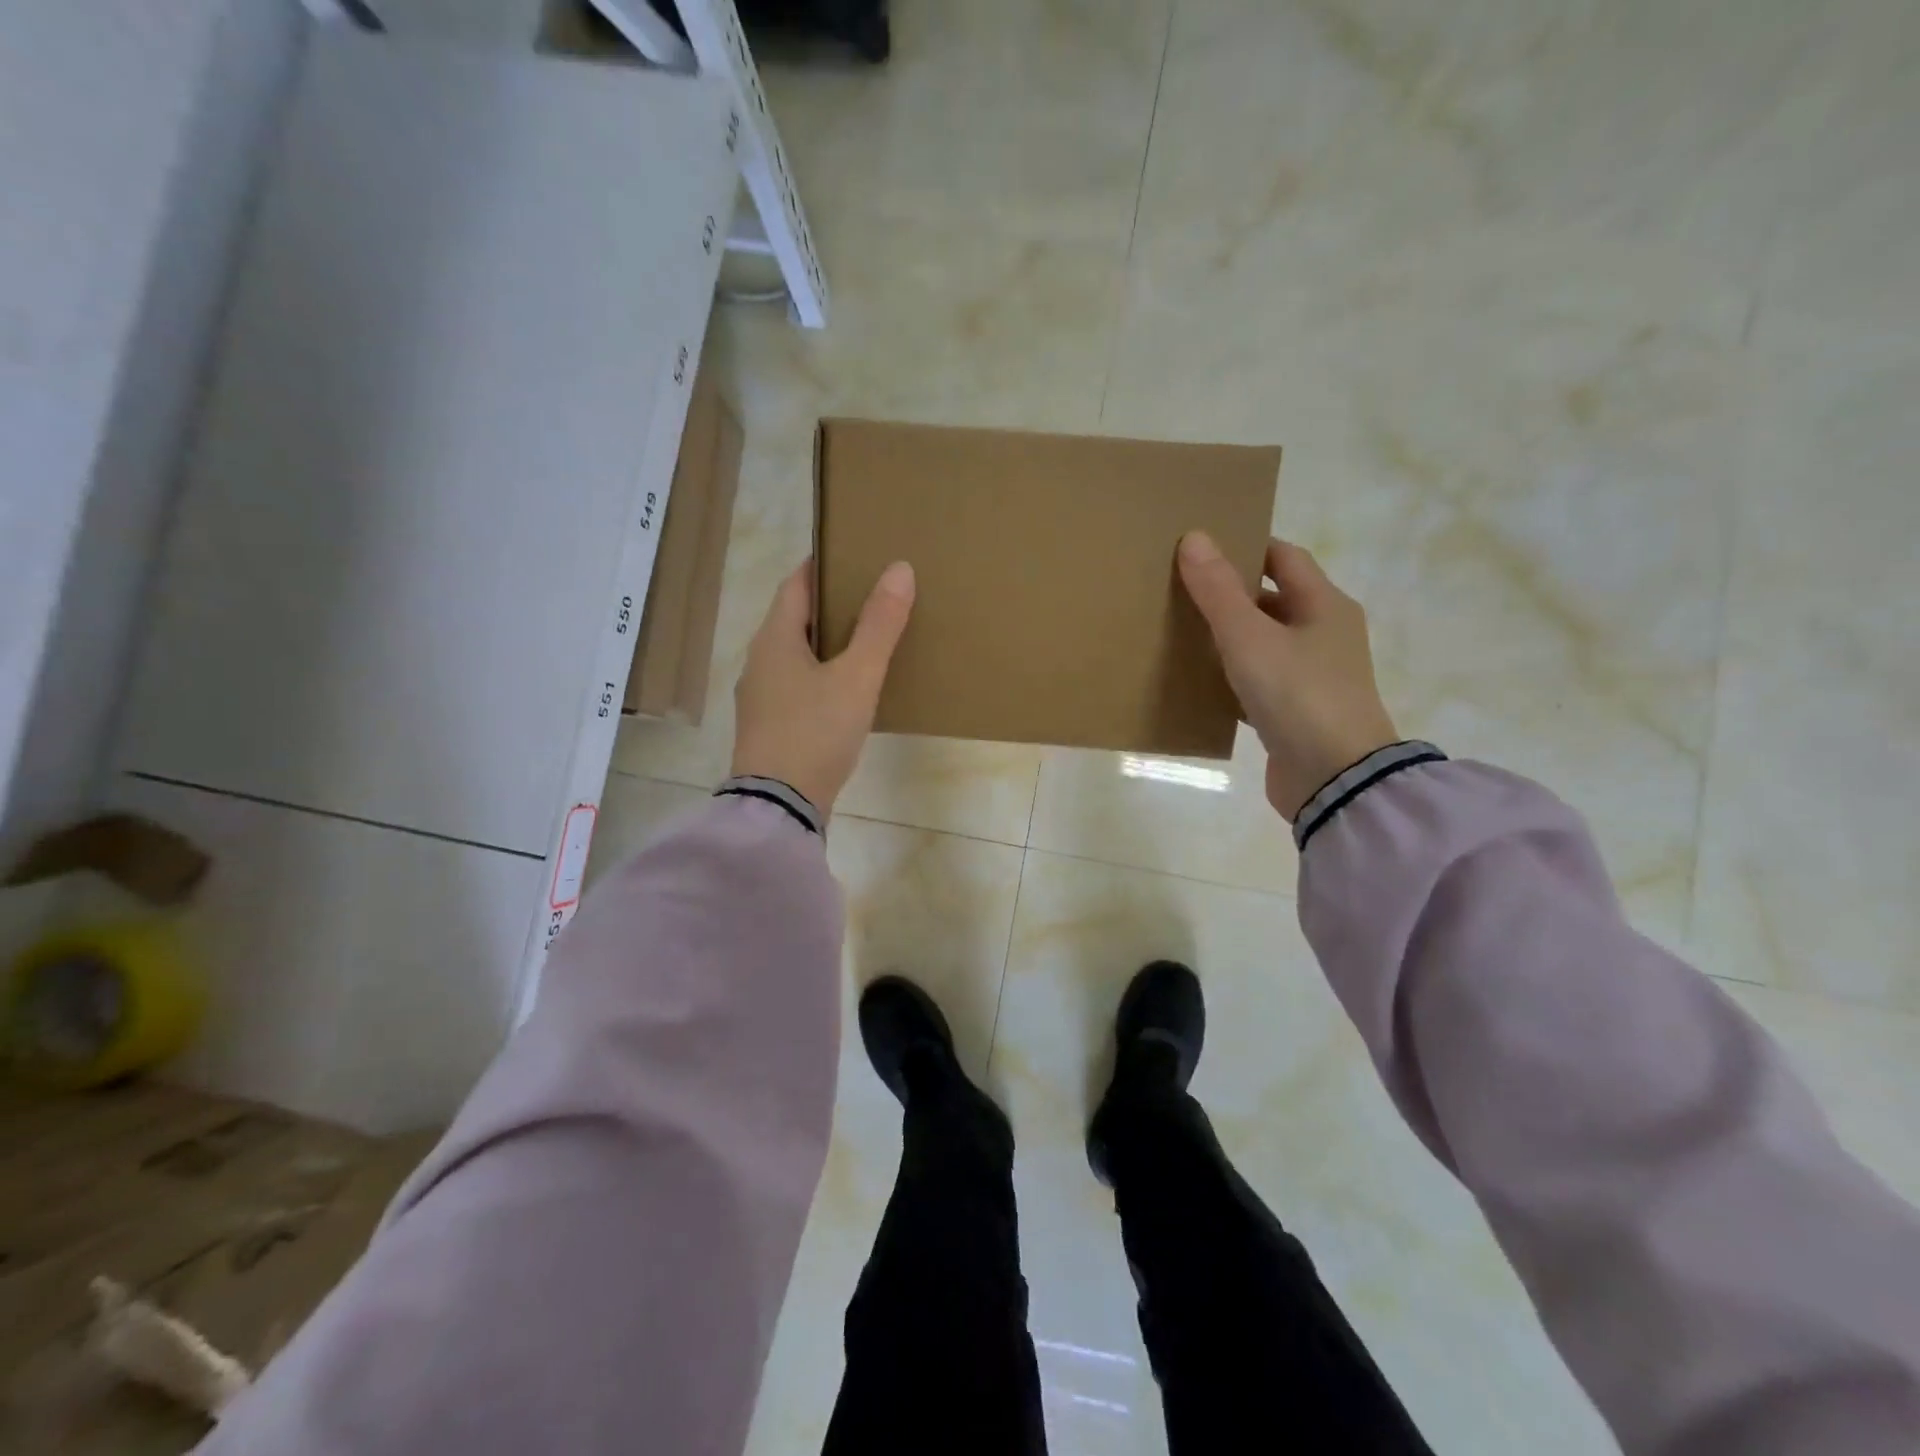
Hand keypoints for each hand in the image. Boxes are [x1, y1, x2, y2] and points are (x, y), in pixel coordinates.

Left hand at [731, 559, 915, 815]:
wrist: (779, 806)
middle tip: (870, 597)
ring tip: (866, 641)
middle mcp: (759, 661)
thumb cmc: (816, 732)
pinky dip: (820, 676)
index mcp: (774, 639)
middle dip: (829, 605)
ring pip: (796, 655)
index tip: (853, 555)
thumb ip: (879, 625)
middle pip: (794, 618)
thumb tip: (900, 569)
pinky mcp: (769, 727)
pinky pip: (796, 686)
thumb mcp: (857, 677)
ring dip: (826, 643)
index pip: (795, 584)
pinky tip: (846, 690)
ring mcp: (760, 697)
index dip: (822, 565)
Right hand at [1177, 531, 1398, 821]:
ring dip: (1229, 638)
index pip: (1285, 558)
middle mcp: (1325, 635)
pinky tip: (1199, 683)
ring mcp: (1314, 677)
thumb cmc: (1297, 695)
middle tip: (1181, 591)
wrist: (1335, 779)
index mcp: (1325, 606)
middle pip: (1274, 600)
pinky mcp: (1297, 713)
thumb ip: (1219, 591)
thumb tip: (1195, 537)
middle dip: (1230, 595)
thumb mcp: (1250, 638)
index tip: (1202, 549)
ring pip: (1264, 644)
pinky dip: (1232, 678)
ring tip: (1182, 634)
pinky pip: (1259, 682)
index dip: (1246, 547)